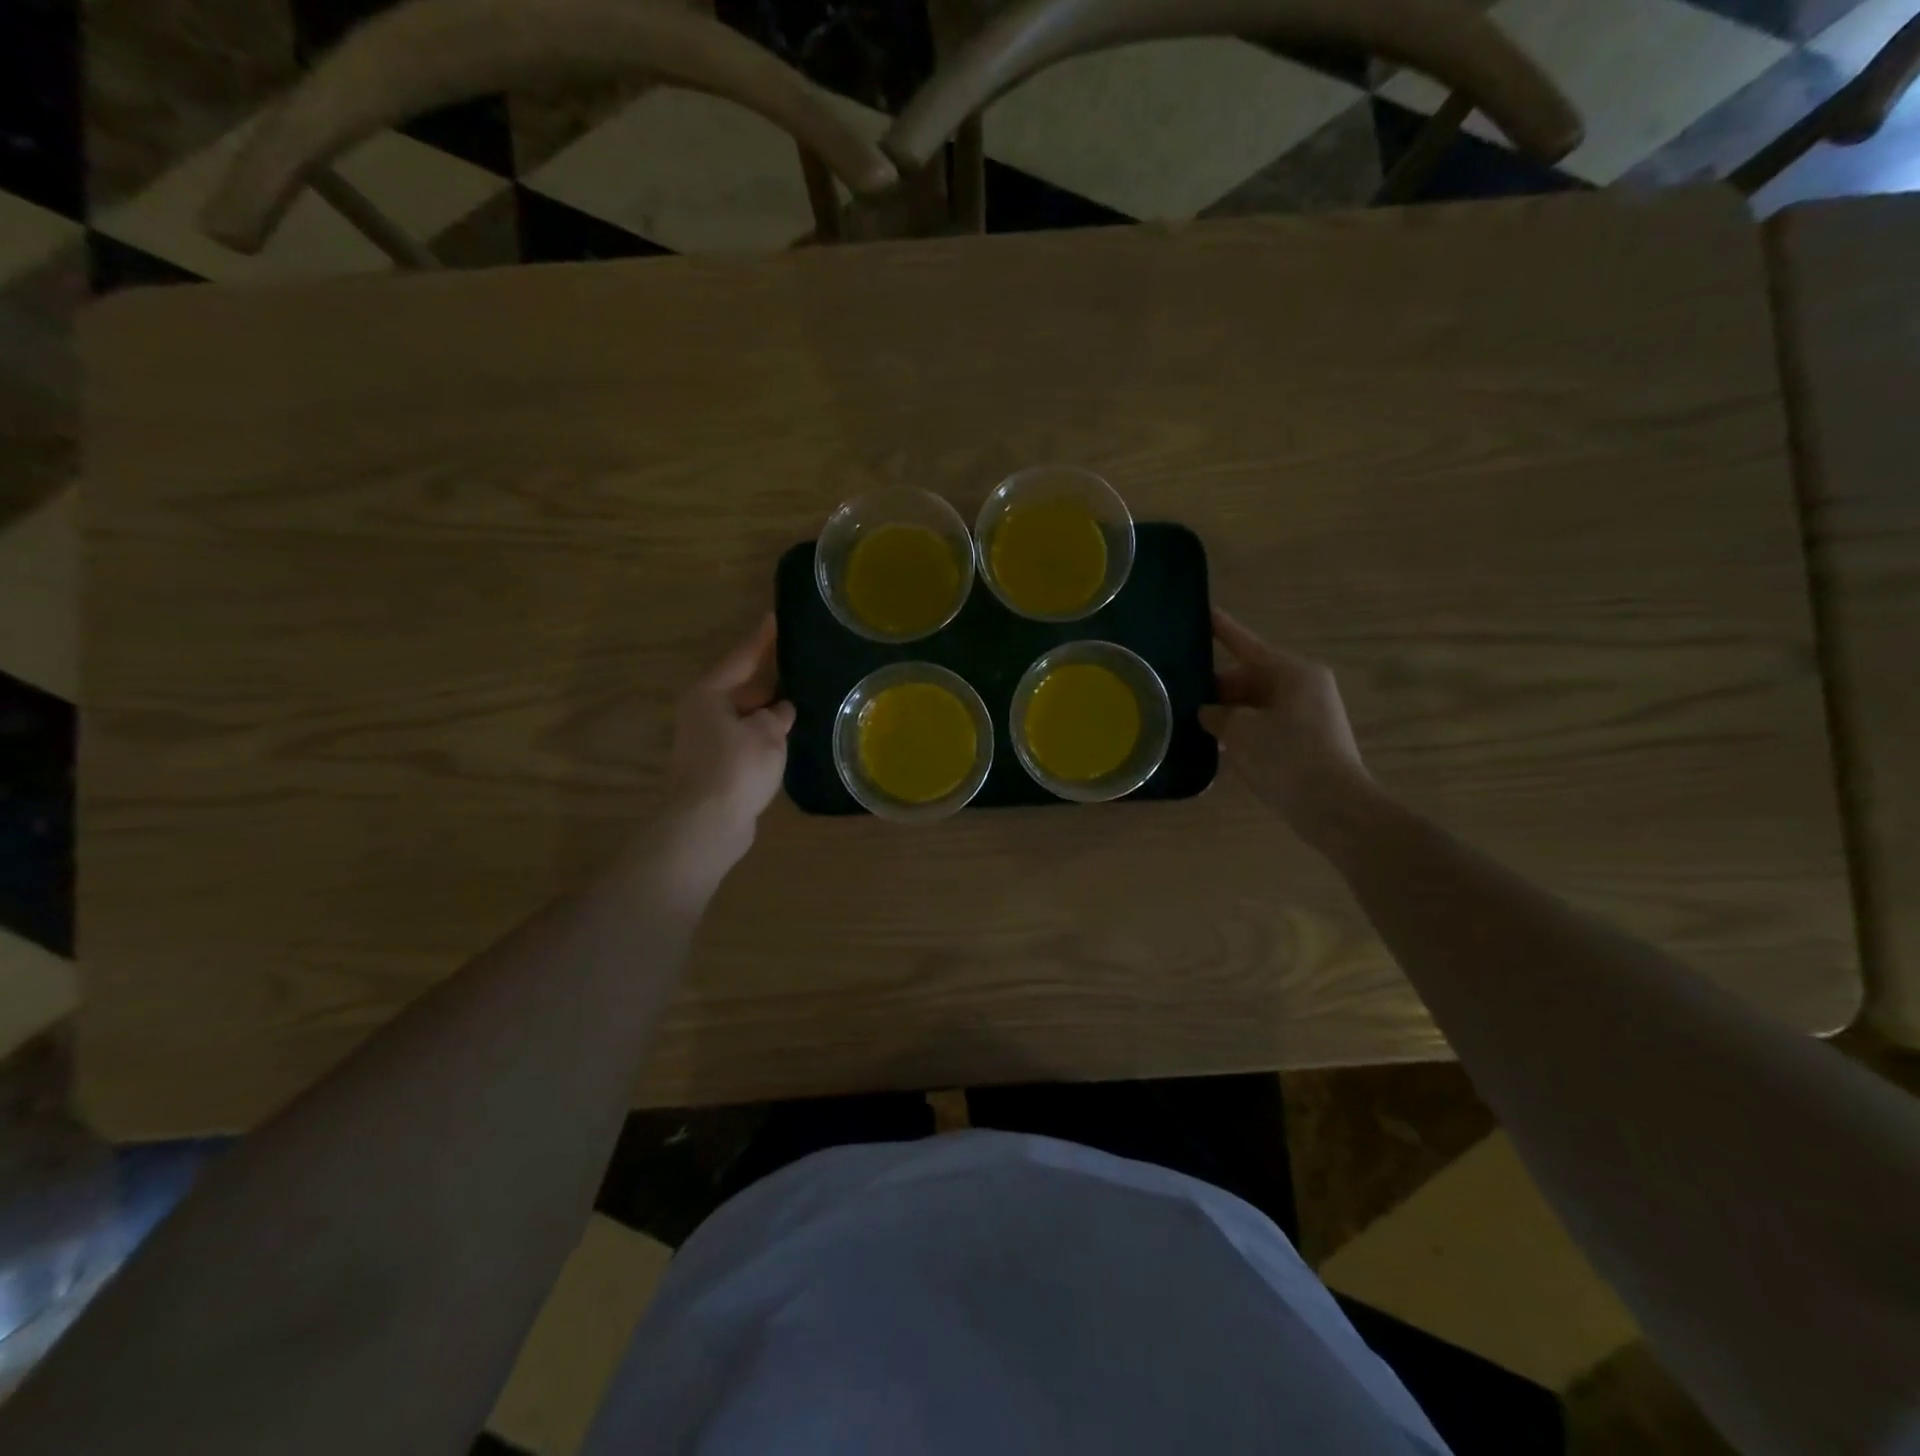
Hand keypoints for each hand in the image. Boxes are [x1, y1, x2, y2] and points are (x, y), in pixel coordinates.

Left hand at [660, 615, 794, 882]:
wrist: (707, 824)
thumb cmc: (736, 767)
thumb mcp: (767, 734)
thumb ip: (778, 716)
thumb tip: (782, 711)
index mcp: (709, 694)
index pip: (742, 657)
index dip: (762, 638)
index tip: (776, 618)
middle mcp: (702, 712)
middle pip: (741, 687)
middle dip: (769, 677)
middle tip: (799, 659)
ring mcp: (707, 741)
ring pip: (745, 716)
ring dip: (769, 710)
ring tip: (801, 697)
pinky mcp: (716, 767)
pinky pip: (746, 739)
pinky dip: (765, 735)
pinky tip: (788, 735)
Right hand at [1201, 610, 1375, 847]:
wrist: (1332, 806)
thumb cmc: (1286, 757)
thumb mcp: (1239, 731)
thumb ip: (1217, 715)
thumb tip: (1209, 713)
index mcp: (1292, 672)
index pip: (1247, 643)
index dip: (1222, 629)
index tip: (1205, 612)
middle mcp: (1304, 685)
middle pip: (1251, 676)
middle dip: (1218, 687)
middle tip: (1182, 697)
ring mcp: (1309, 713)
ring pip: (1258, 702)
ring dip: (1229, 712)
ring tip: (1193, 723)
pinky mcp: (1308, 739)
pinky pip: (1267, 723)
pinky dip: (1244, 730)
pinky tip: (1218, 746)